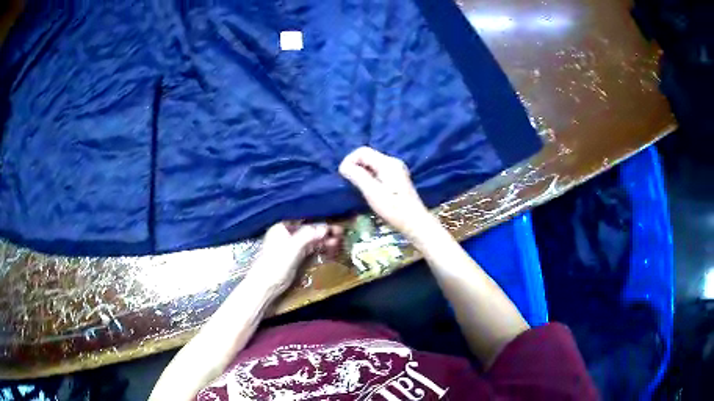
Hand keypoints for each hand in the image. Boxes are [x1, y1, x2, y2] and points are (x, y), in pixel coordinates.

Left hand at [247, 222, 342, 292]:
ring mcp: (290, 245)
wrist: (265, 286)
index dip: (320, 220)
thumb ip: (308, 235)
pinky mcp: (294, 257)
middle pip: (309, 229)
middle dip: (325, 231)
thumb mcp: (293, 247)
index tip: (336, 222)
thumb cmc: (276, 263)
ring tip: (339, 241)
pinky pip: (309, 248)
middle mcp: (286, 233)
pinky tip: (330, 248)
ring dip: (324, 240)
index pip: (304, 219)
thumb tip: (326, 227)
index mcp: (282, 226)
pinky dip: (319, 247)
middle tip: (342, 233)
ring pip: (311, 239)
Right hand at [339, 147, 434, 239]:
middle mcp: (392, 162)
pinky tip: (367, 189)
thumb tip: (343, 166)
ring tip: (355, 186)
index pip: (362, 151)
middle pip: (367, 156)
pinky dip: (368, 177)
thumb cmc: (394, 209)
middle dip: (354, 166)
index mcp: (387, 163)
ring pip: (371, 164)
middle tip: (348, 182)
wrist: (415, 223)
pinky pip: (377, 171)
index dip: (349, 160)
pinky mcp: (396, 179)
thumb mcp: (373, 193)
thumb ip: (357, 176)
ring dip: (360, 172)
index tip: (343, 175)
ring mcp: (395, 170)